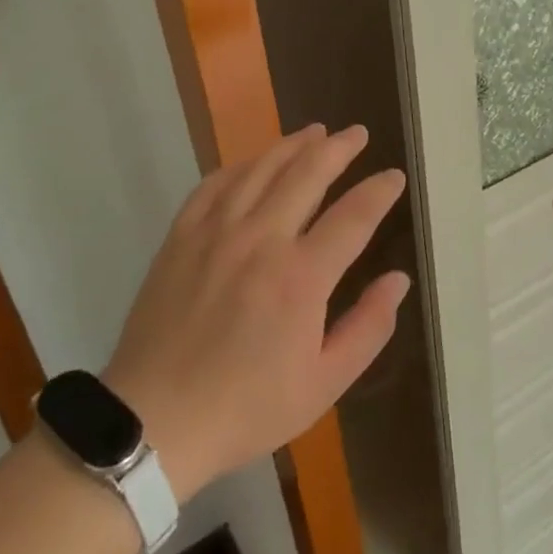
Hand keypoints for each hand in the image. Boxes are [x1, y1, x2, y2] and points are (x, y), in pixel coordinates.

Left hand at [103, 124, 408, 501]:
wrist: (153, 422)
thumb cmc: (246, 407)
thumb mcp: (324, 384)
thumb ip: (368, 327)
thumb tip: (398, 280)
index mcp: (301, 277)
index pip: (354, 216)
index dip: (379, 191)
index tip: (394, 176)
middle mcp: (261, 240)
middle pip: (307, 174)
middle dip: (339, 148)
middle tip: (356, 133)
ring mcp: (216, 233)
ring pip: (261, 169)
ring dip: (292, 145)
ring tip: (314, 131)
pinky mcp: (181, 237)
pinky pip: (215, 184)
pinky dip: (241, 166)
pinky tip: (254, 162)